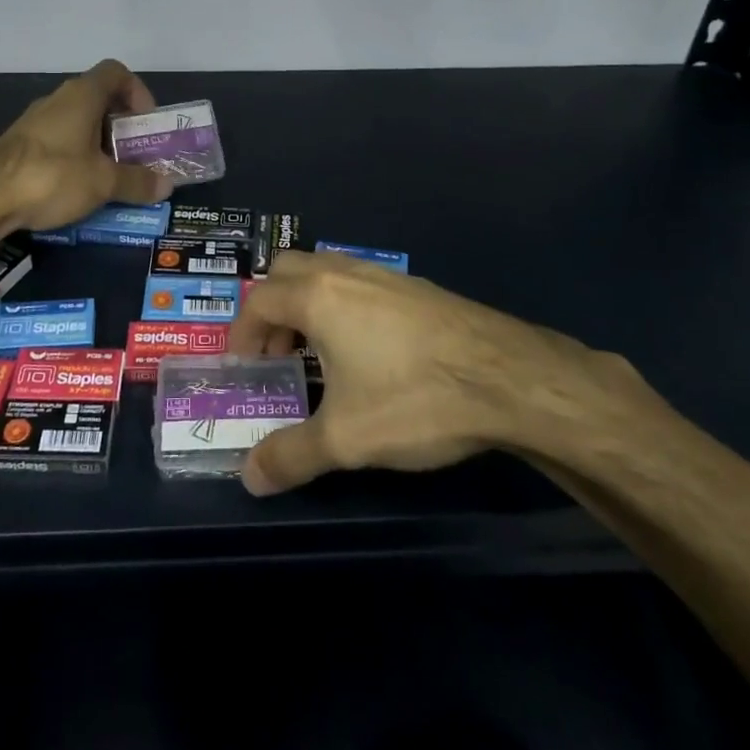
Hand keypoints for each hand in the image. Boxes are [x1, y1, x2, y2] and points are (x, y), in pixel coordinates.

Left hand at [0, 59, 171, 232]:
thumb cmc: (53, 176)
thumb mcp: (103, 182)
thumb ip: (137, 182)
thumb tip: (166, 186)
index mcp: (82, 95)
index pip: (116, 72)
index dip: (137, 92)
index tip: (146, 123)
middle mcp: (58, 100)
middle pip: (99, 100)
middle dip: (122, 127)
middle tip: (136, 156)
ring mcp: (36, 122)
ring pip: (78, 123)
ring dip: (100, 144)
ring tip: (112, 176)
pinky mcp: (20, 145)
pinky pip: (59, 141)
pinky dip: (76, 157)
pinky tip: (79, 187)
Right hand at [229, 251, 649, 495]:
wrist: (507, 377)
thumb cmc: (414, 399)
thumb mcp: (345, 438)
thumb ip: (291, 456)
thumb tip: (247, 478)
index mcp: (317, 297)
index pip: (259, 301)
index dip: (242, 332)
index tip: (243, 366)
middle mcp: (344, 273)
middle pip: (287, 271)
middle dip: (272, 309)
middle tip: (278, 354)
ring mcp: (384, 275)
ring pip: (326, 272)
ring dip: (308, 305)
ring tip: (319, 354)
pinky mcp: (416, 286)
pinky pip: (359, 283)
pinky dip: (342, 305)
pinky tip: (367, 350)